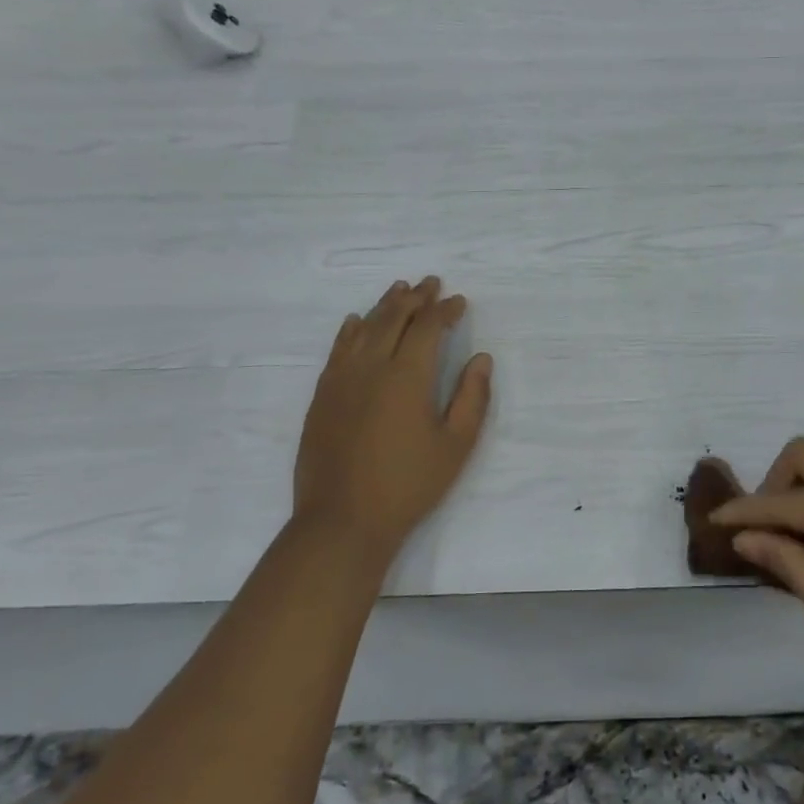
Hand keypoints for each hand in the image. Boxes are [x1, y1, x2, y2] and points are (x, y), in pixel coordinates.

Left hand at [293, 278, 493, 564]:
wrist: (343, 520)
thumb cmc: (408, 485)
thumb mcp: (456, 445)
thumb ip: (472, 397)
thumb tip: (482, 358)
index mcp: (408, 376)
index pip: (428, 327)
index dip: (445, 310)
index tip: (459, 301)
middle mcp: (372, 366)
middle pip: (394, 318)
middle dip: (416, 297)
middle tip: (431, 283)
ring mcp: (342, 379)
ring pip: (364, 328)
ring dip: (384, 305)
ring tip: (399, 289)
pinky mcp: (322, 395)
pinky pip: (338, 349)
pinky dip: (350, 330)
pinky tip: (356, 321)